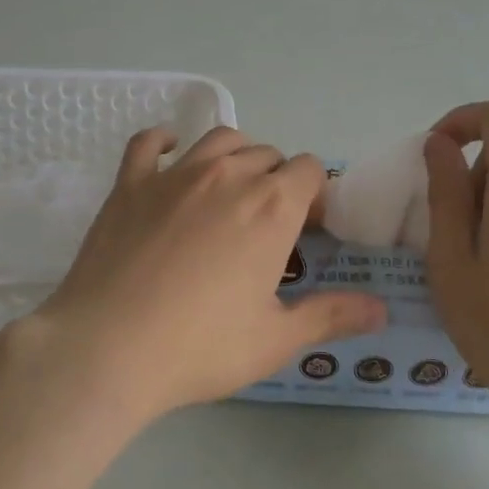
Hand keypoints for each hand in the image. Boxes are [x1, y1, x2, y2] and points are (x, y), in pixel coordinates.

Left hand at [13, 126, 386, 424]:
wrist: (108, 348)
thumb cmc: (201, 346)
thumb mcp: (276, 339)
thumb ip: (331, 316)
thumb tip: (380, 309)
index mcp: (272, 206)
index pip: (310, 170)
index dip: (316, 194)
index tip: (309, 228)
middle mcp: (230, 175)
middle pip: (269, 154)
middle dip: (278, 180)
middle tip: (269, 222)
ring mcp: (176, 174)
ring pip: (221, 140)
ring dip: (237, 155)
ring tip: (233, 187)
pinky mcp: (131, 183)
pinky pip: (150, 143)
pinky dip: (165, 141)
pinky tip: (170, 151)